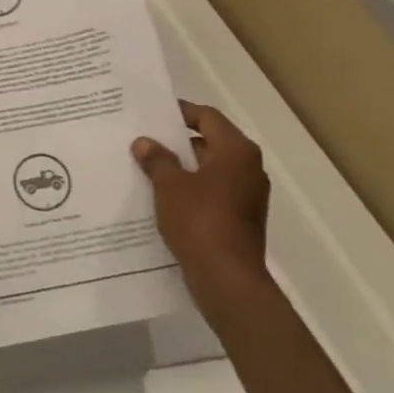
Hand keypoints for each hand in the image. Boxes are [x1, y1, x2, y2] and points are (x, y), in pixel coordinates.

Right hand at [133, 100, 269, 298]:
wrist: (227, 279)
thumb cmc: (200, 221)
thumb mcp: (169, 185)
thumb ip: (157, 159)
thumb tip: (144, 142)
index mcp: (236, 151)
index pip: (208, 117)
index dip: (181, 112)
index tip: (155, 113)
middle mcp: (249, 168)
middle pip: (211, 142)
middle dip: (179, 142)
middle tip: (146, 139)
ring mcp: (248, 196)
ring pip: (211, 170)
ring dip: (184, 168)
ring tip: (149, 167)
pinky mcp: (242, 219)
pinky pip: (214, 193)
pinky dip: (192, 190)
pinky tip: (164, 197)